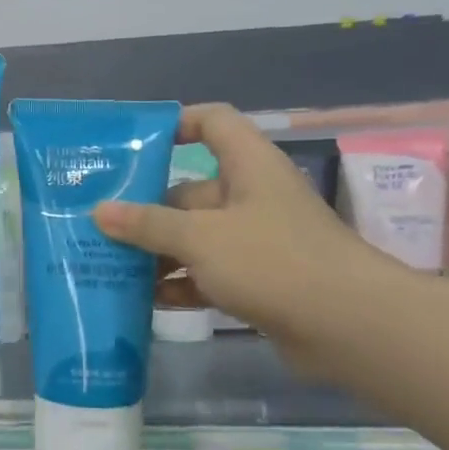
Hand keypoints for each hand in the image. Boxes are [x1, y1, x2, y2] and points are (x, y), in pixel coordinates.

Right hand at [92, 104, 395, 367]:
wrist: (350, 327)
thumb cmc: (272, 261)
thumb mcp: (200, 238)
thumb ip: (148, 224)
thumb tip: (100, 211)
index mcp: (248, 166)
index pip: (212, 122)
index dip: (176, 124)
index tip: (134, 146)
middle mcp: (252, 197)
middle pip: (190, 190)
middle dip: (146, 208)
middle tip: (98, 224)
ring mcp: (257, 241)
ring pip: (196, 237)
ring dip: (157, 252)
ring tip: (109, 264)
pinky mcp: (259, 281)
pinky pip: (208, 273)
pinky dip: (180, 284)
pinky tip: (144, 300)